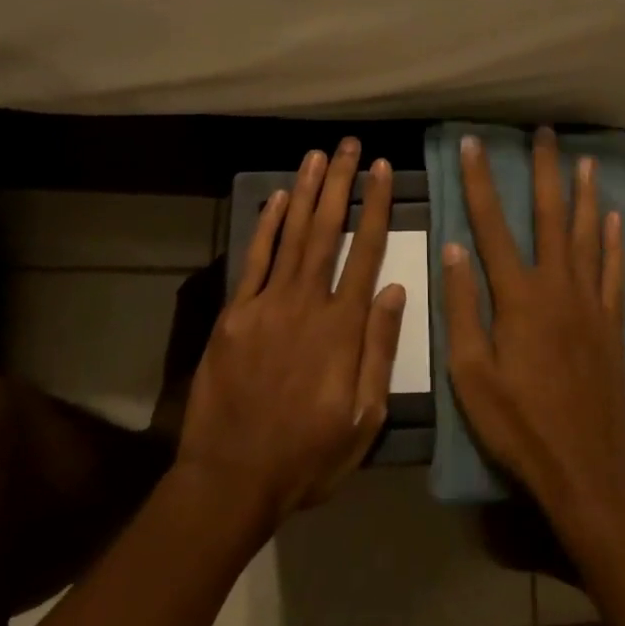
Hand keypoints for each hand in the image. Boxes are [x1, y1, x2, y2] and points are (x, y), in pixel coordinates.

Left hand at [176, 140, 406, 529]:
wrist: (231, 479)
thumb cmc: (308, 455)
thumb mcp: (364, 419)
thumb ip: (379, 350)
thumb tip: (393, 289)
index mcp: (342, 328)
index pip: (366, 252)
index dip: (376, 207)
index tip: (382, 170)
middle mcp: (306, 303)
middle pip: (327, 230)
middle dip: (341, 183)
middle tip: (349, 146)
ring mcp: (266, 305)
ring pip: (291, 235)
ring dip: (305, 192)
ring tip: (317, 156)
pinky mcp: (234, 314)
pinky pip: (253, 260)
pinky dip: (265, 226)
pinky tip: (275, 198)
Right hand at [444, 128, 624, 523]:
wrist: (586, 466)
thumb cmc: (518, 424)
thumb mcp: (470, 373)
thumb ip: (462, 307)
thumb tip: (454, 247)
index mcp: (518, 296)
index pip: (492, 225)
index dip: (479, 181)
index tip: (473, 144)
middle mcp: (558, 287)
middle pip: (551, 217)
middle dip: (545, 172)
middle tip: (545, 134)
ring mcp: (591, 303)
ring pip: (588, 235)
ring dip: (585, 195)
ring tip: (585, 161)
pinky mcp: (612, 324)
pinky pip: (615, 271)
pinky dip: (615, 242)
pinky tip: (616, 219)